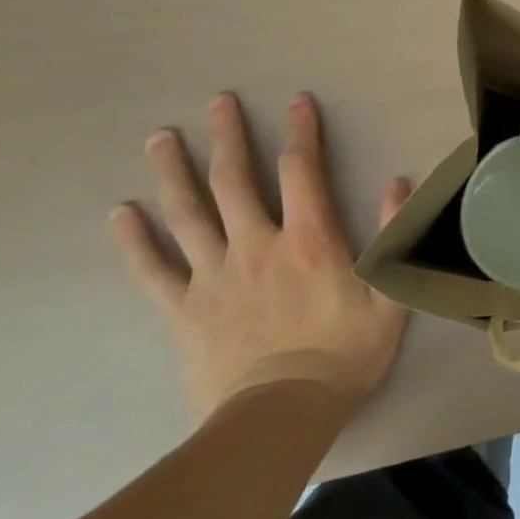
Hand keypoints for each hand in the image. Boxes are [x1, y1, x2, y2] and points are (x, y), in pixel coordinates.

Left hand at [109, 93, 410, 420]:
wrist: (279, 417)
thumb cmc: (345, 354)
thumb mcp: (390, 295)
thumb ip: (392, 235)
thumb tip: (399, 182)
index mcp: (310, 239)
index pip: (302, 170)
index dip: (301, 132)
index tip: (296, 101)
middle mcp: (257, 245)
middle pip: (234, 181)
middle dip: (227, 137)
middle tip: (217, 102)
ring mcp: (213, 276)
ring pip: (188, 214)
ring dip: (173, 173)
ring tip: (160, 138)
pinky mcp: (182, 310)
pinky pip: (152, 269)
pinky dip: (135, 240)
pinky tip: (120, 214)